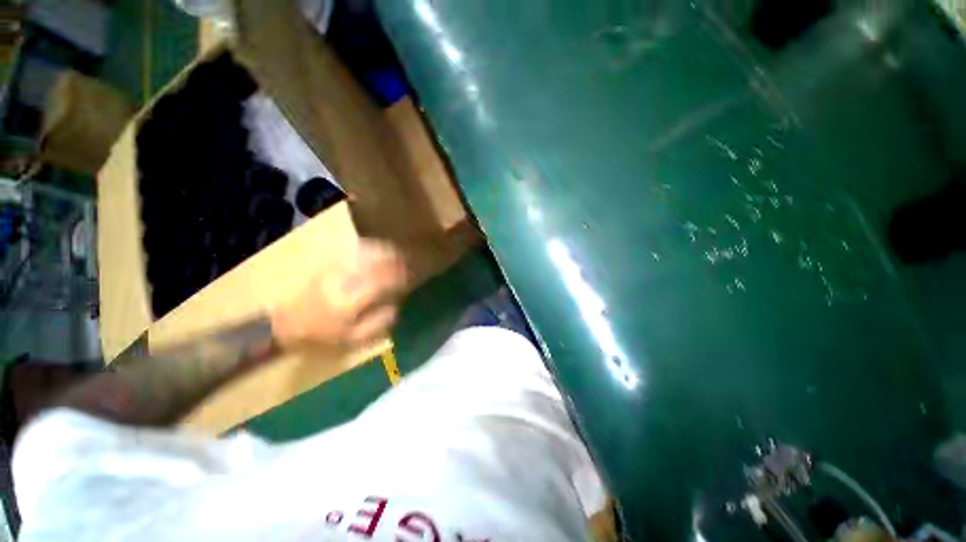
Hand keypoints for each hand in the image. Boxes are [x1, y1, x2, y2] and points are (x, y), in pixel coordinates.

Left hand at [270, 240, 408, 348]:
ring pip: (364, 255)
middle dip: (394, 261)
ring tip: (398, 253)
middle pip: (374, 264)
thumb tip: (396, 307)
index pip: (380, 282)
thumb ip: (377, 324)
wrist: (284, 326)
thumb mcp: (351, 340)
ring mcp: (333, 271)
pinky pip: (352, 253)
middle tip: (408, 261)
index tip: (410, 276)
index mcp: (348, 302)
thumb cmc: (321, 336)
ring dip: (384, 252)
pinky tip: (378, 250)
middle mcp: (341, 282)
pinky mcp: (327, 267)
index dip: (398, 277)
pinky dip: (369, 249)